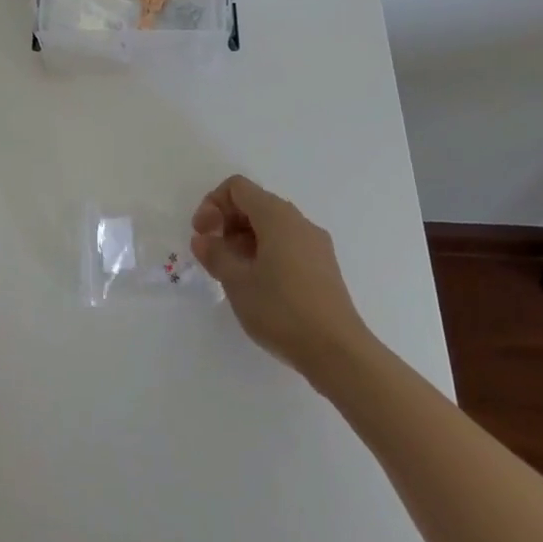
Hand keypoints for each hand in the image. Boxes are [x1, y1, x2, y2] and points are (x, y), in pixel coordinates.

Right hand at [191, 175, 369, 375]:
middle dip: (227, 222)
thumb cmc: (282, 310)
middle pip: (255, 203)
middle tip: (213, 253)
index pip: (238, 187)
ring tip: (233, 273)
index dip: (213, 204)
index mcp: (277, 216)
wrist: (339, 354)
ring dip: (245, 239)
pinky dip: (266, 252)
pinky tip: (259, 285)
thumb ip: (215, 254)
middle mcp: (299, 221)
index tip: (203, 234)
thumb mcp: (237, 282)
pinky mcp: (324, 267)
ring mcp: (316, 244)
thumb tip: (203, 240)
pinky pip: (288, 244)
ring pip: (272, 226)